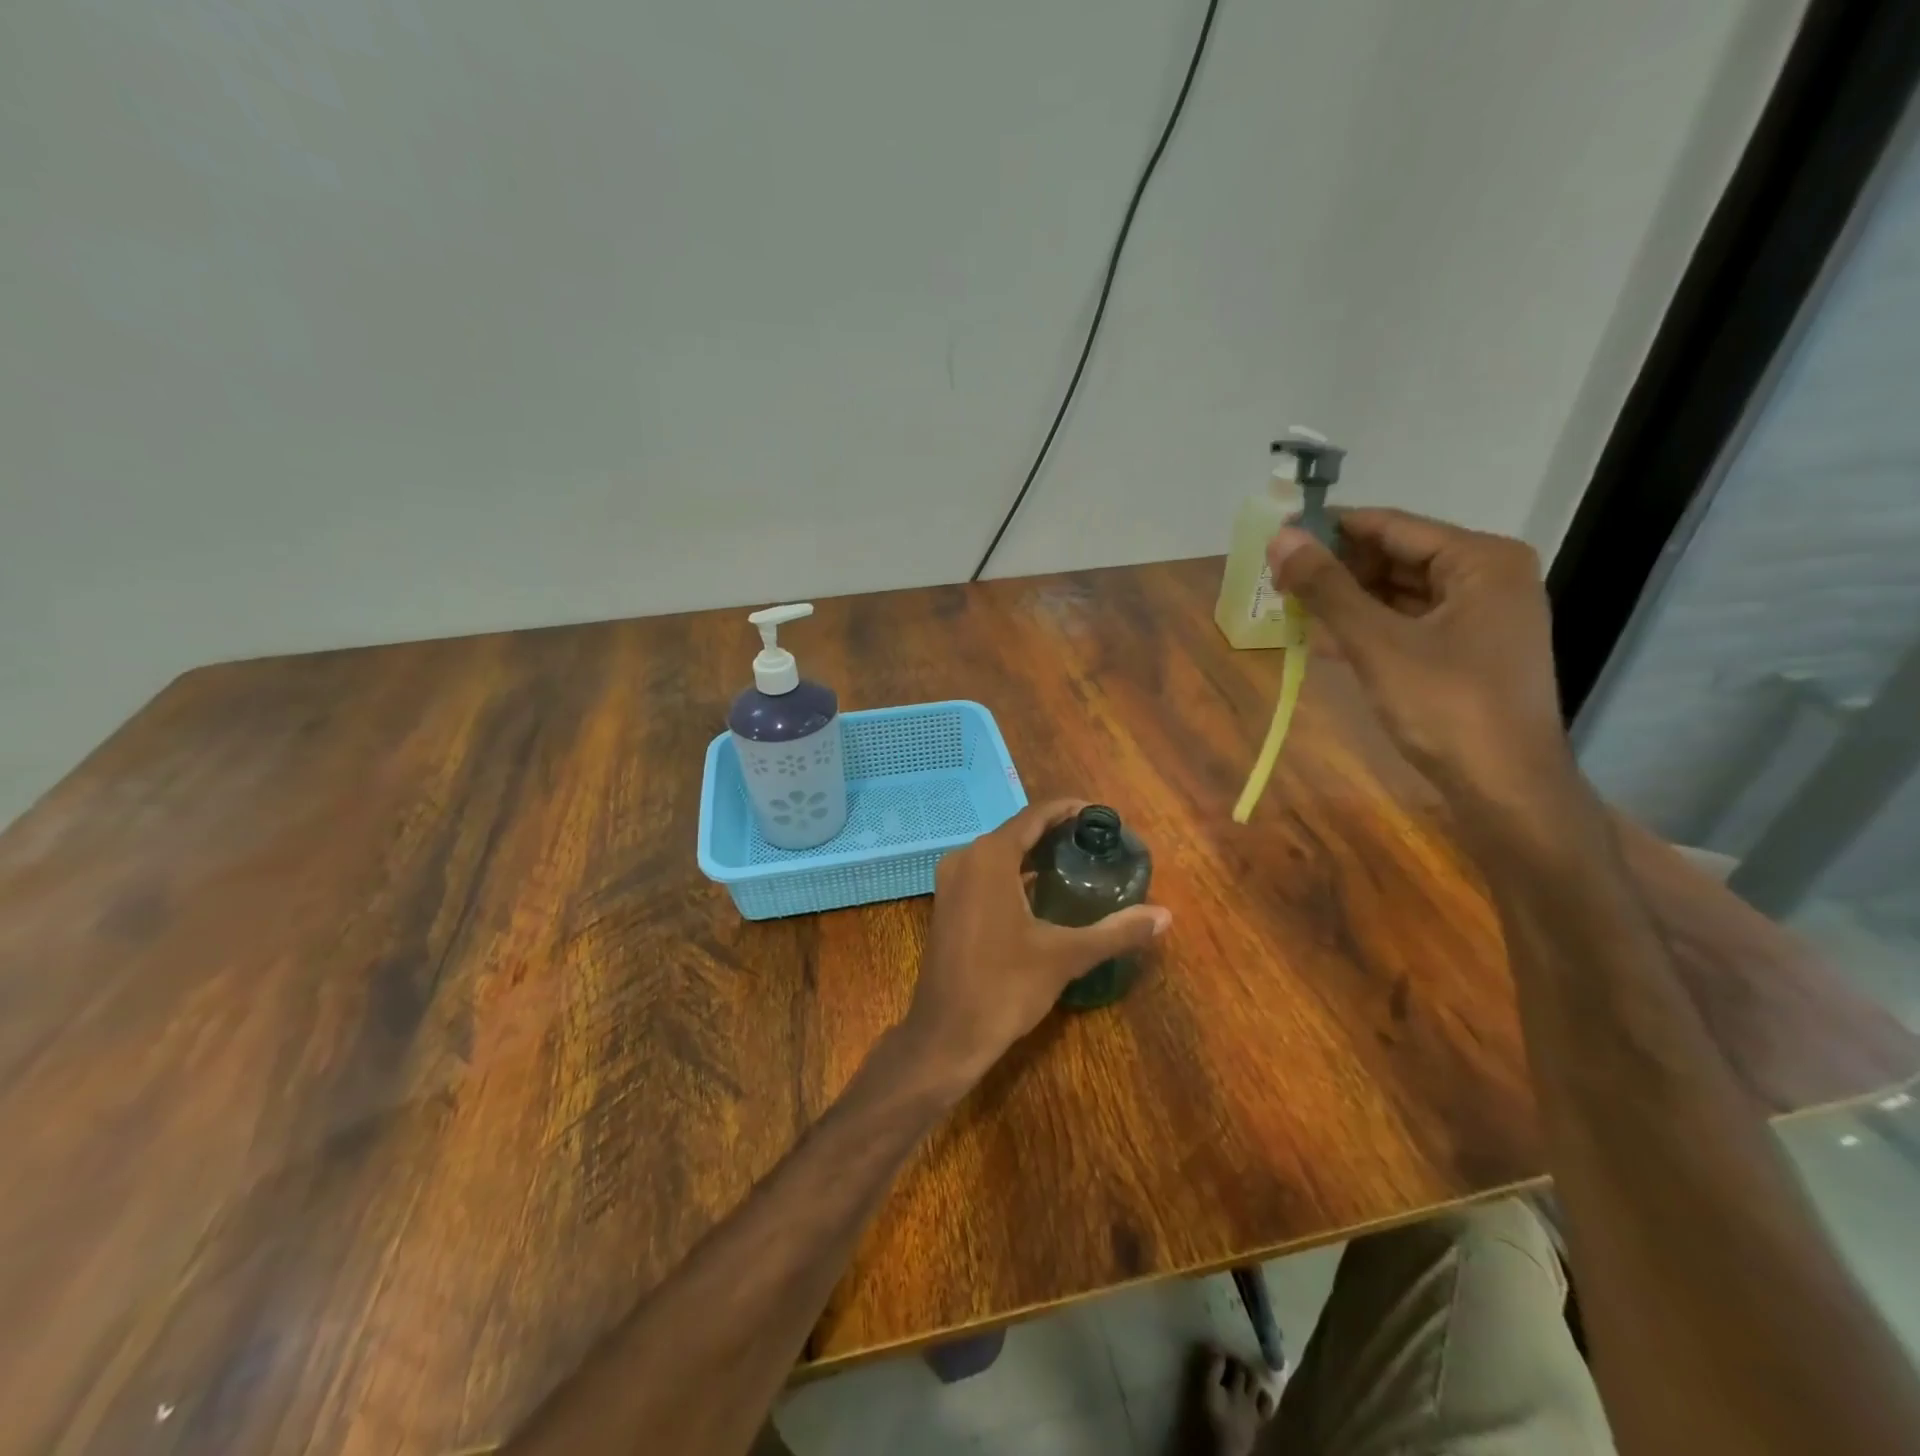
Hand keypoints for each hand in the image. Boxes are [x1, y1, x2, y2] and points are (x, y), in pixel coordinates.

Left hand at [900, 800, 1170, 1086]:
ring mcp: (951, 881)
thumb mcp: (1066, 956)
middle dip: (1055, 832)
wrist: (947, 1035)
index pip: (1035, 815)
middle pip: (1017, 831)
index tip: (1101, 815)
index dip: (1069, 810)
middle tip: (1097, 843)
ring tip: (1077, 863)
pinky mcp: (947, 904)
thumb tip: (1166, 916)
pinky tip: (1043, 891)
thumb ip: (1116, 931)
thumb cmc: (1004, 987)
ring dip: (1035, 853)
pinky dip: (1015, 873)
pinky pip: (986, 873)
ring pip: (1000, 853)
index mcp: (990, 857)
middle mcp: (965, 858)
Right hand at [1266, 508, 1571, 800]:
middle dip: (1337, 568)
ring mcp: (1480, 618)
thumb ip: (1327, 588)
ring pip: (1399, 593)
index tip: (1277, 537)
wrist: (1505, 788)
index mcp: (1481, 560)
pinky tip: (1321, 640)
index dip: (1331, 529)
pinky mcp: (1467, 653)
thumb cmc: (1446, 706)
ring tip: (1289, 607)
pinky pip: (1407, 624)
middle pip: (1397, 557)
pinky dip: (1367, 628)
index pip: (1392, 526)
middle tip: (1277, 580)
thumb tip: (1280, 539)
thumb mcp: (1377, 643)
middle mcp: (1487, 578)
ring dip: (1346, 601)